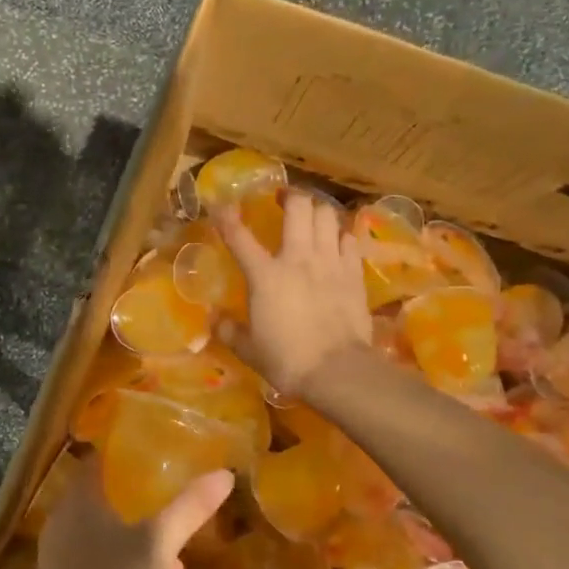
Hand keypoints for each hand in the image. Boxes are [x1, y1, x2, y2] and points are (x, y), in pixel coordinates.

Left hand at [26, 460, 232, 568]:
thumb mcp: (157, 548)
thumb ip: (189, 509)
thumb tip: (224, 474)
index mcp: (79, 500)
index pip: (99, 458)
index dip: (127, 451)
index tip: (159, 451)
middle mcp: (63, 520)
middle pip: (105, 495)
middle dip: (141, 497)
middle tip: (175, 496)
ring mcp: (60, 554)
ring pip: (105, 530)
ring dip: (139, 534)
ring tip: (177, 552)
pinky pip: (98, 559)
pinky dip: (126, 561)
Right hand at [218, 190, 371, 395]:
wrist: (337, 371)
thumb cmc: (286, 360)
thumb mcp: (248, 349)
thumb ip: (229, 330)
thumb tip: (215, 320)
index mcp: (264, 275)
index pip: (239, 237)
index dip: (226, 218)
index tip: (219, 206)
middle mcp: (298, 258)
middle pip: (299, 208)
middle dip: (291, 197)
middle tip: (284, 200)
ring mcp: (330, 262)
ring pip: (328, 216)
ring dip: (318, 211)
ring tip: (312, 217)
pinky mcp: (354, 274)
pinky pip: (349, 240)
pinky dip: (341, 235)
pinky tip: (337, 242)